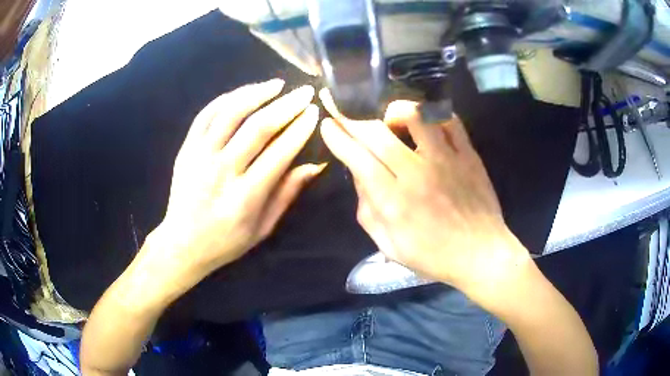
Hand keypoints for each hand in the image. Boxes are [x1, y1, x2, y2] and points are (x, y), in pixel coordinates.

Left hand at [146, 79, 322, 290]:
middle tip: (304, 92)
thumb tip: (315, 165)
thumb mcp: (262, 228)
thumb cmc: (226, 241)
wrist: (182, 243)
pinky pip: (205, 115)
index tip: (313, 112)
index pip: (279, 153)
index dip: (300, 129)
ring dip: (256, 94)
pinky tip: (243, 93)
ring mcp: (200, 157)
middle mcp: (222, 172)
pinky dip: (225, 99)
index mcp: (245, 197)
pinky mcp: (186, 150)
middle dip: (286, 105)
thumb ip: (287, 195)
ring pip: (230, 114)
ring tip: (276, 84)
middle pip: (257, 128)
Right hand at [319, 90, 529, 300]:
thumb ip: (368, 211)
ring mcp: (446, 160)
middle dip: (351, 116)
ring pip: (415, 117)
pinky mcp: (468, 155)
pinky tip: (424, 120)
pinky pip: (449, 121)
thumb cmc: (433, 256)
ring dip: (393, 110)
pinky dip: (432, 113)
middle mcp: (417, 174)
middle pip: (377, 134)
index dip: (338, 138)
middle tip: (339, 105)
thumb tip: (359, 175)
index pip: (358, 159)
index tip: (328, 125)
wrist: (480, 255)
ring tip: (387, 116)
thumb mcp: (389, 246)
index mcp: (394, 202)